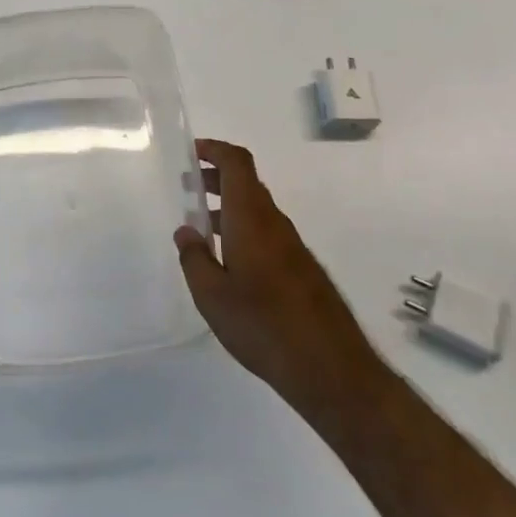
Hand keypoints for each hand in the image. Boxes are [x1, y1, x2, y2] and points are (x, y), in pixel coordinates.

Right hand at [175, 139, 381, 420]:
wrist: (330, 367)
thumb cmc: (262, 325)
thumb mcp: (212, 295)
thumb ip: (194, 258)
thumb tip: (186, 230)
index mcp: (251, 218)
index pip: (237, 163)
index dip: (215, 149)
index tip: (192, 152)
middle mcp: (274, 222)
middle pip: (246, 183)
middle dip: (216, 178)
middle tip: (187, 187)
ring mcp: (291, 246)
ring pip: (256, 210)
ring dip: (228, 207)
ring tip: (200, 226)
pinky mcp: (301, 268)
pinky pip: (266, 232)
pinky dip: (243, 229)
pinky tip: (229, 261)